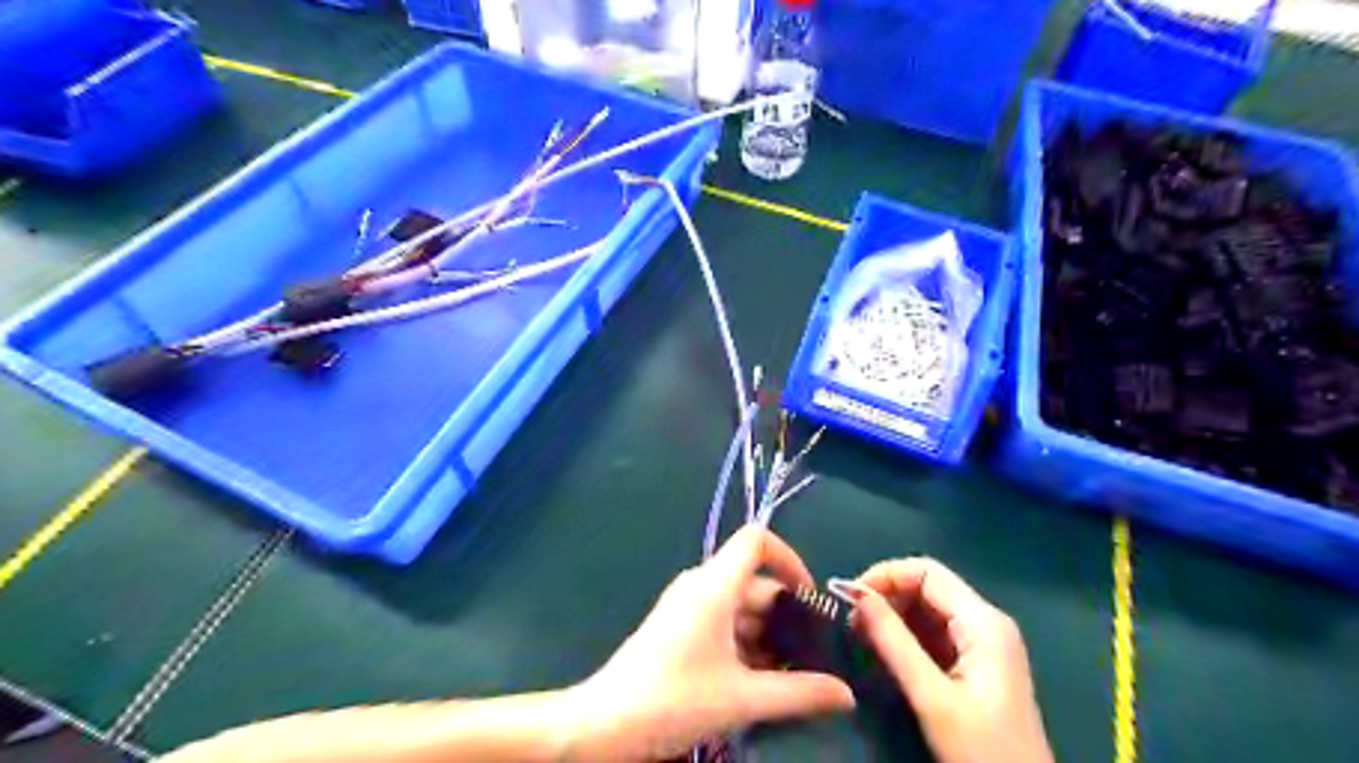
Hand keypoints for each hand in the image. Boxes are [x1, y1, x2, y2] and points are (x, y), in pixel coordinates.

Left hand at [568, 528, 850, 759]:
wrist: (603, 724)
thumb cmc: (673, 699)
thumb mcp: (742, 699)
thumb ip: (799, 694)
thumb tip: (847, 695)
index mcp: (714, 585)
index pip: (757, 540)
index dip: (790, 558)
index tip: (811, 600)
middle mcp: (701, 586)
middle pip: (755, 582)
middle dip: (786, 616)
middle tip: (813, 657)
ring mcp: (687, 607)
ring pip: (740, 607)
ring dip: (767, 637)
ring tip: (792, 678)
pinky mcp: (678, 628)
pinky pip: (722, 623)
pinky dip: (745, 645)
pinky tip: (760, 683)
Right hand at [852, 554, 1055, 762]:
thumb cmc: (982, 752)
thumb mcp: (933, 697)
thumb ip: (894, 642)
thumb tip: (855, 594)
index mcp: (984, 622)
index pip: (926, 571)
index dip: (885, 575)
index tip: (850, 599)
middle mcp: (986, 622)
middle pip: (927, 586)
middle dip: (886, 596)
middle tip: (851, 622)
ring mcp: (983, 643)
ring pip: (928, 608)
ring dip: (892, 615)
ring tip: (860, 636)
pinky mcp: (976, 663)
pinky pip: (934, 632)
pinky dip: (905, 635)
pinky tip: (883, 650)